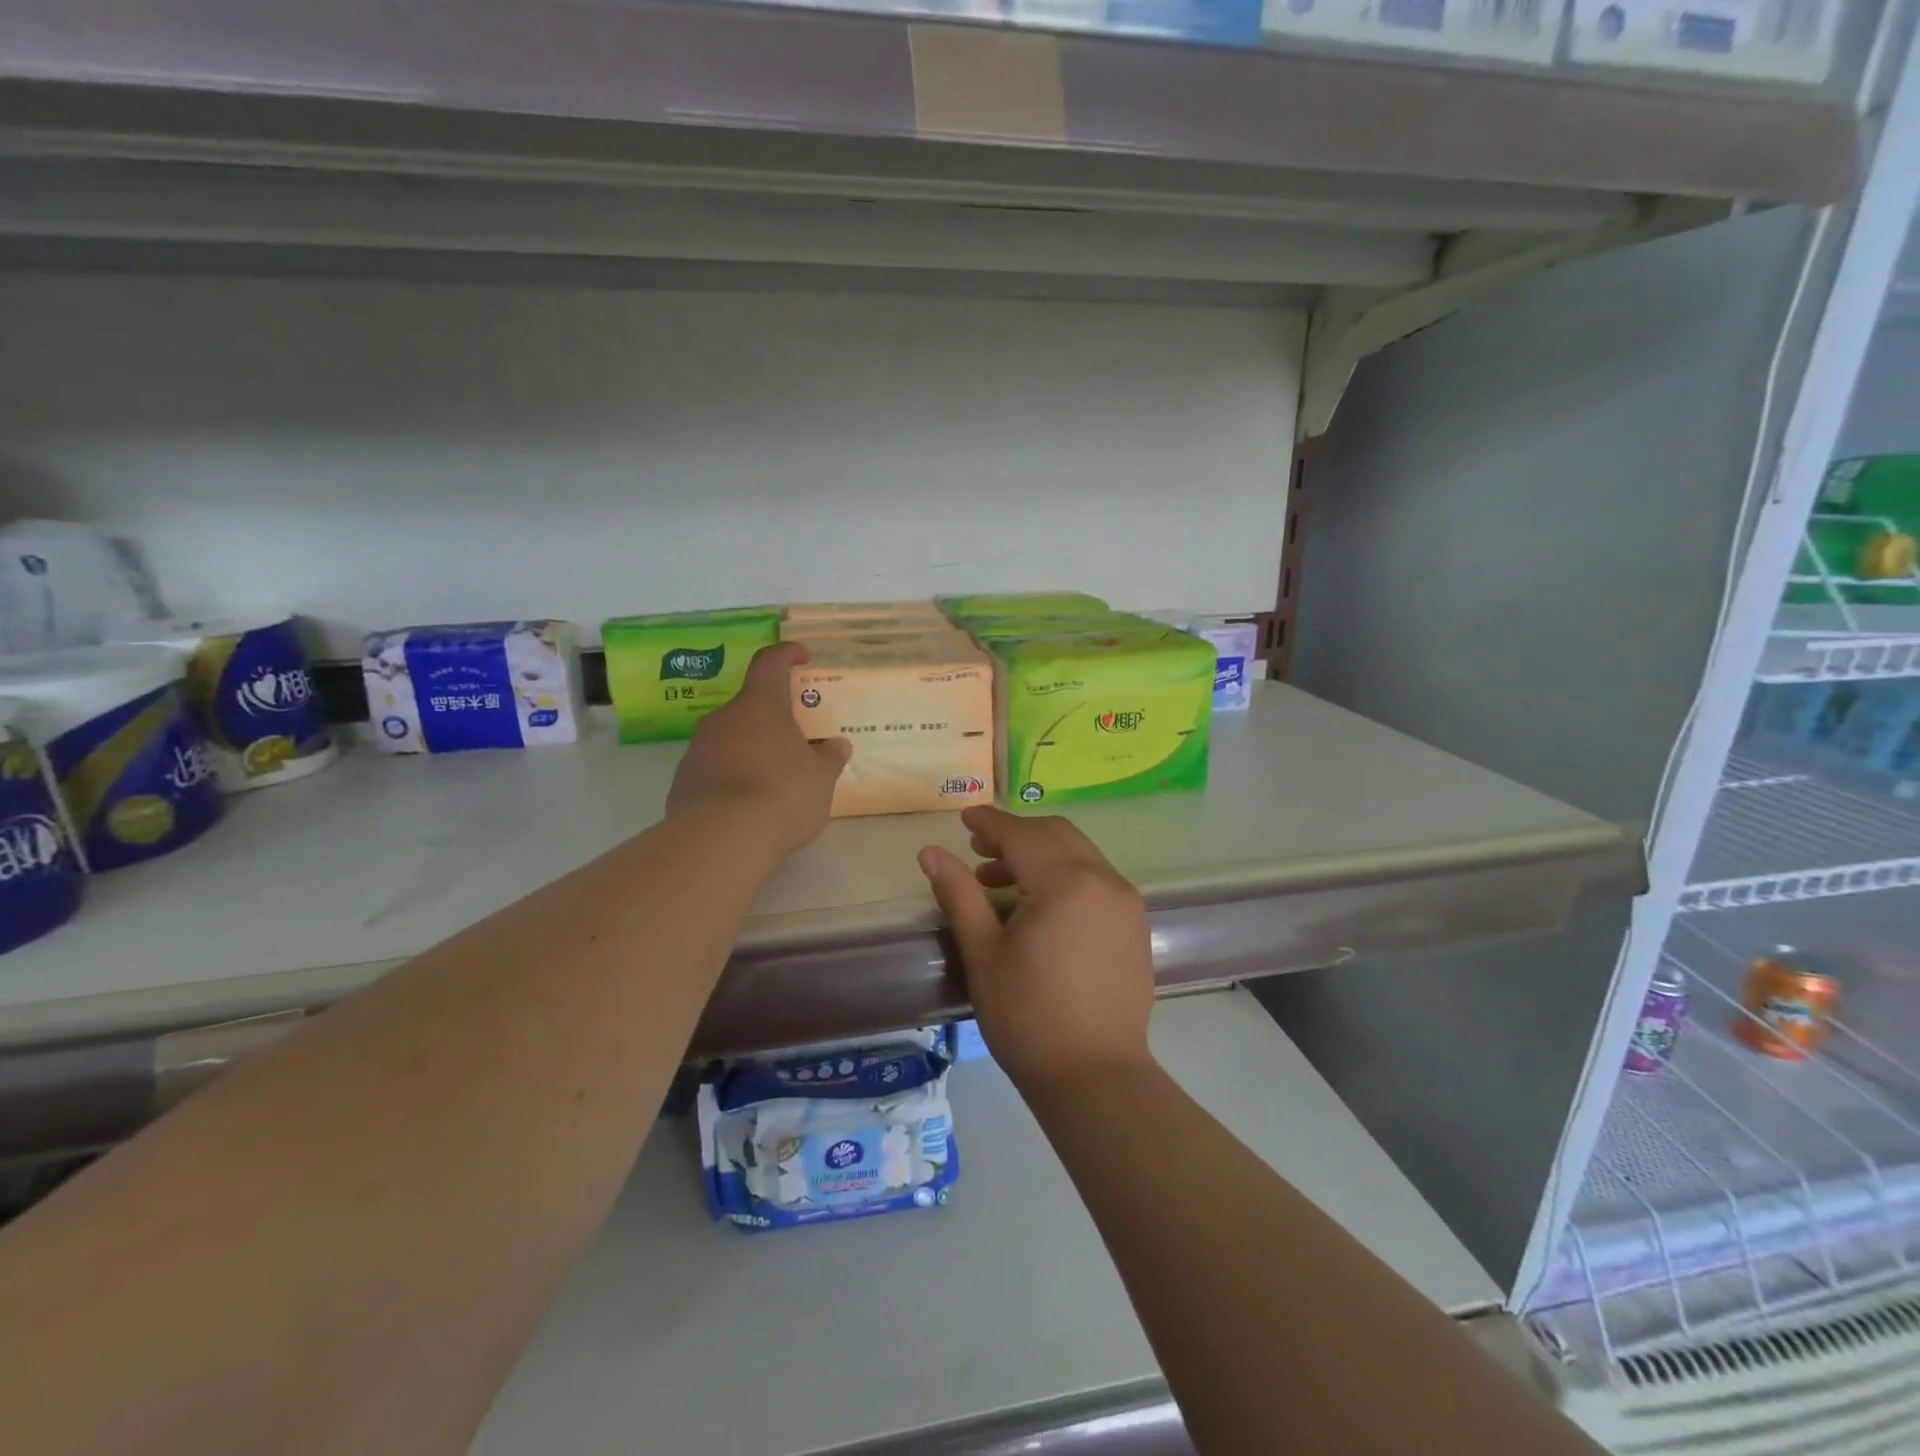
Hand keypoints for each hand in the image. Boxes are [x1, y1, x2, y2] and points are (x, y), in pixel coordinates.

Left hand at [666, 643, 850, 857]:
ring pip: (729, 738)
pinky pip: (713, 768)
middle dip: (772, 718)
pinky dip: (731, 776)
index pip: (770, 663)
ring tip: (773, 778)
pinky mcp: (682, 781)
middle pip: (749, 706)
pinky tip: (747, 804)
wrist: (721, 839)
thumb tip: (837, 745)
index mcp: (760, 705)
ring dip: (750, 749)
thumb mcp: (820, 778)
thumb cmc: (782, 794)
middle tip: (795, 739)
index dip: (786, 654)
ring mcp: (697, 748)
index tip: (801, 657)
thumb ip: (829, 757)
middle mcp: (723, 718)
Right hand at [918, 807, 1154, 1091]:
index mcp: (1066, 882)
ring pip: (1079, 854)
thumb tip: (930, 851)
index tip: (964, 818)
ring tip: (1000, 883)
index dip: (990, 823)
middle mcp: (1104, 880)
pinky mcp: (1135, 925)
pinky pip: (1097, 879)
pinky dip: (1066, 875)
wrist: (1095, 1077)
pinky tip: (1041, 906)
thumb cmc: (1028, 1017)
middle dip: (1016, 834)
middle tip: (978, 851)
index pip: (1022, 834)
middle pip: (1056, 834)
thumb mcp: (983, 953)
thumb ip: (959, 894)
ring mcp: (1126, 902)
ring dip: (1040, 854)